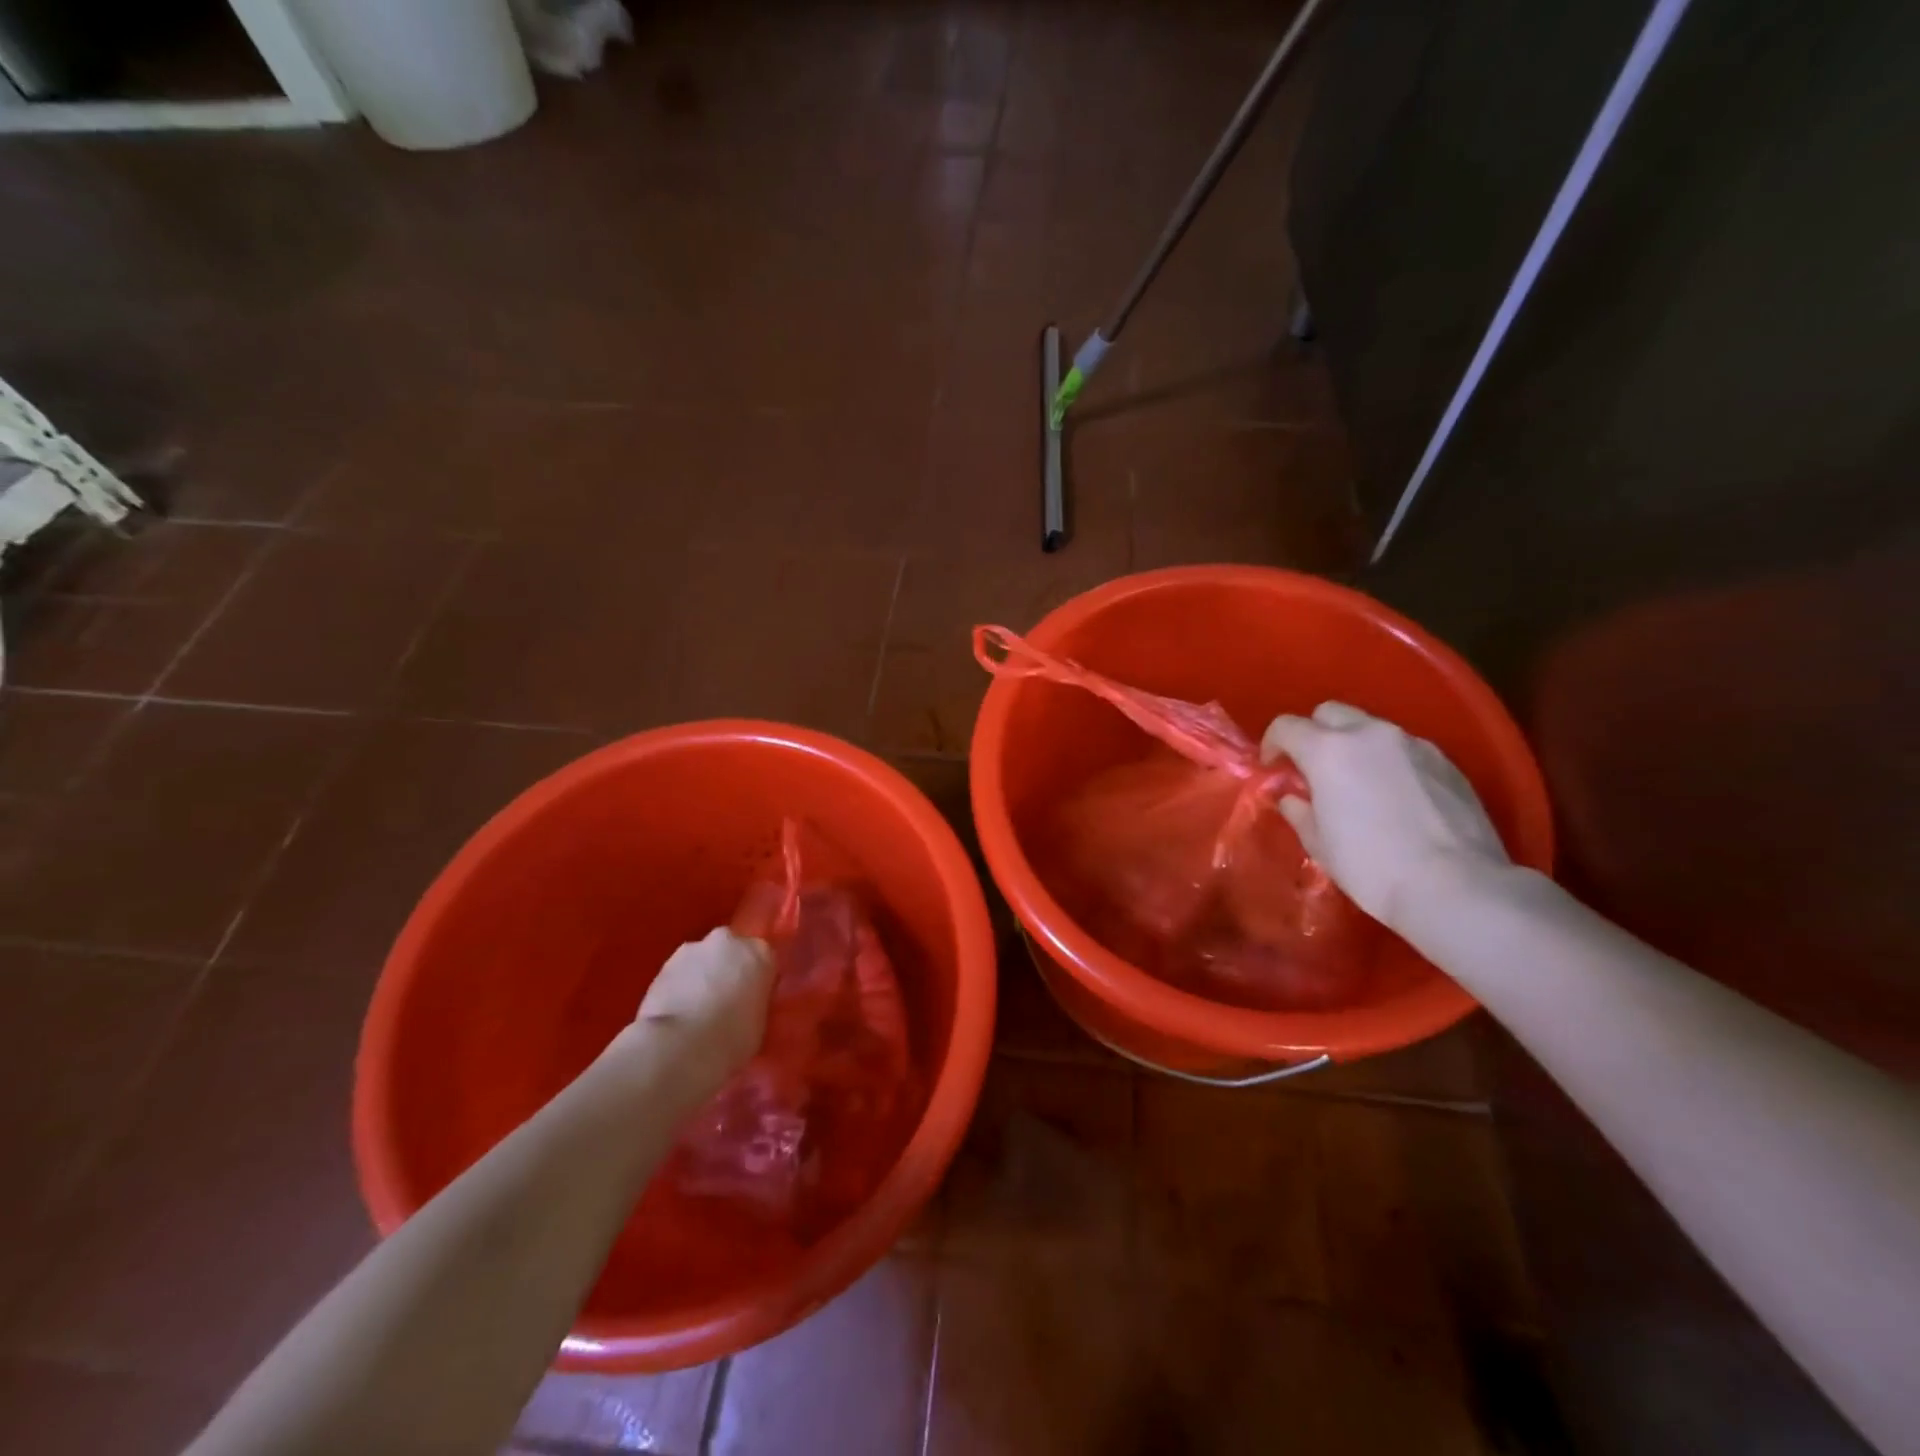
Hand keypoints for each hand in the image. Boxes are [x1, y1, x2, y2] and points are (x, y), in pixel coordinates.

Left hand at [624, 928, 775, 1093]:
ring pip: (702, 959)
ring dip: (702, 976)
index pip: (765, 960)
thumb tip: (745, 1004)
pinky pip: (679, 973)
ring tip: (696, 1010)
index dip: (757, 981)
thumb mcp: (760, 1022)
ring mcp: (693, 949)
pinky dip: (680, 986)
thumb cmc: (732, 1038)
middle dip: (729, 969)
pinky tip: (677, 1012)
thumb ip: (755, 1002)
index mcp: (761, 953)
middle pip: (732, 951)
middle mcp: (729, 941)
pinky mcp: (663, 964)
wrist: (680, 1047)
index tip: (752, 1000)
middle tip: (726, 1001)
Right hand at [1260, 702, 1508, 930]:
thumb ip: (1300, 812)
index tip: (1273, 766)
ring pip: (1371, 728)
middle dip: (1315, 733)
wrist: (1455, 886)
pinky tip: (1396, 797)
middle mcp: (1369, 734)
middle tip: (1314, 768)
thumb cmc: (1371, 866)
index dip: (1273, 743)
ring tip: (1358, 784)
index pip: (1286, 726)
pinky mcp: (1446, 761)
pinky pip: (1405, 749)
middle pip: (1330, 713)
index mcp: (1328, 751)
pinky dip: (1389, 762)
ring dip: (1355, 747)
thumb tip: (1293, 798)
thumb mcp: (1320, 844)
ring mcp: (1413, 744)